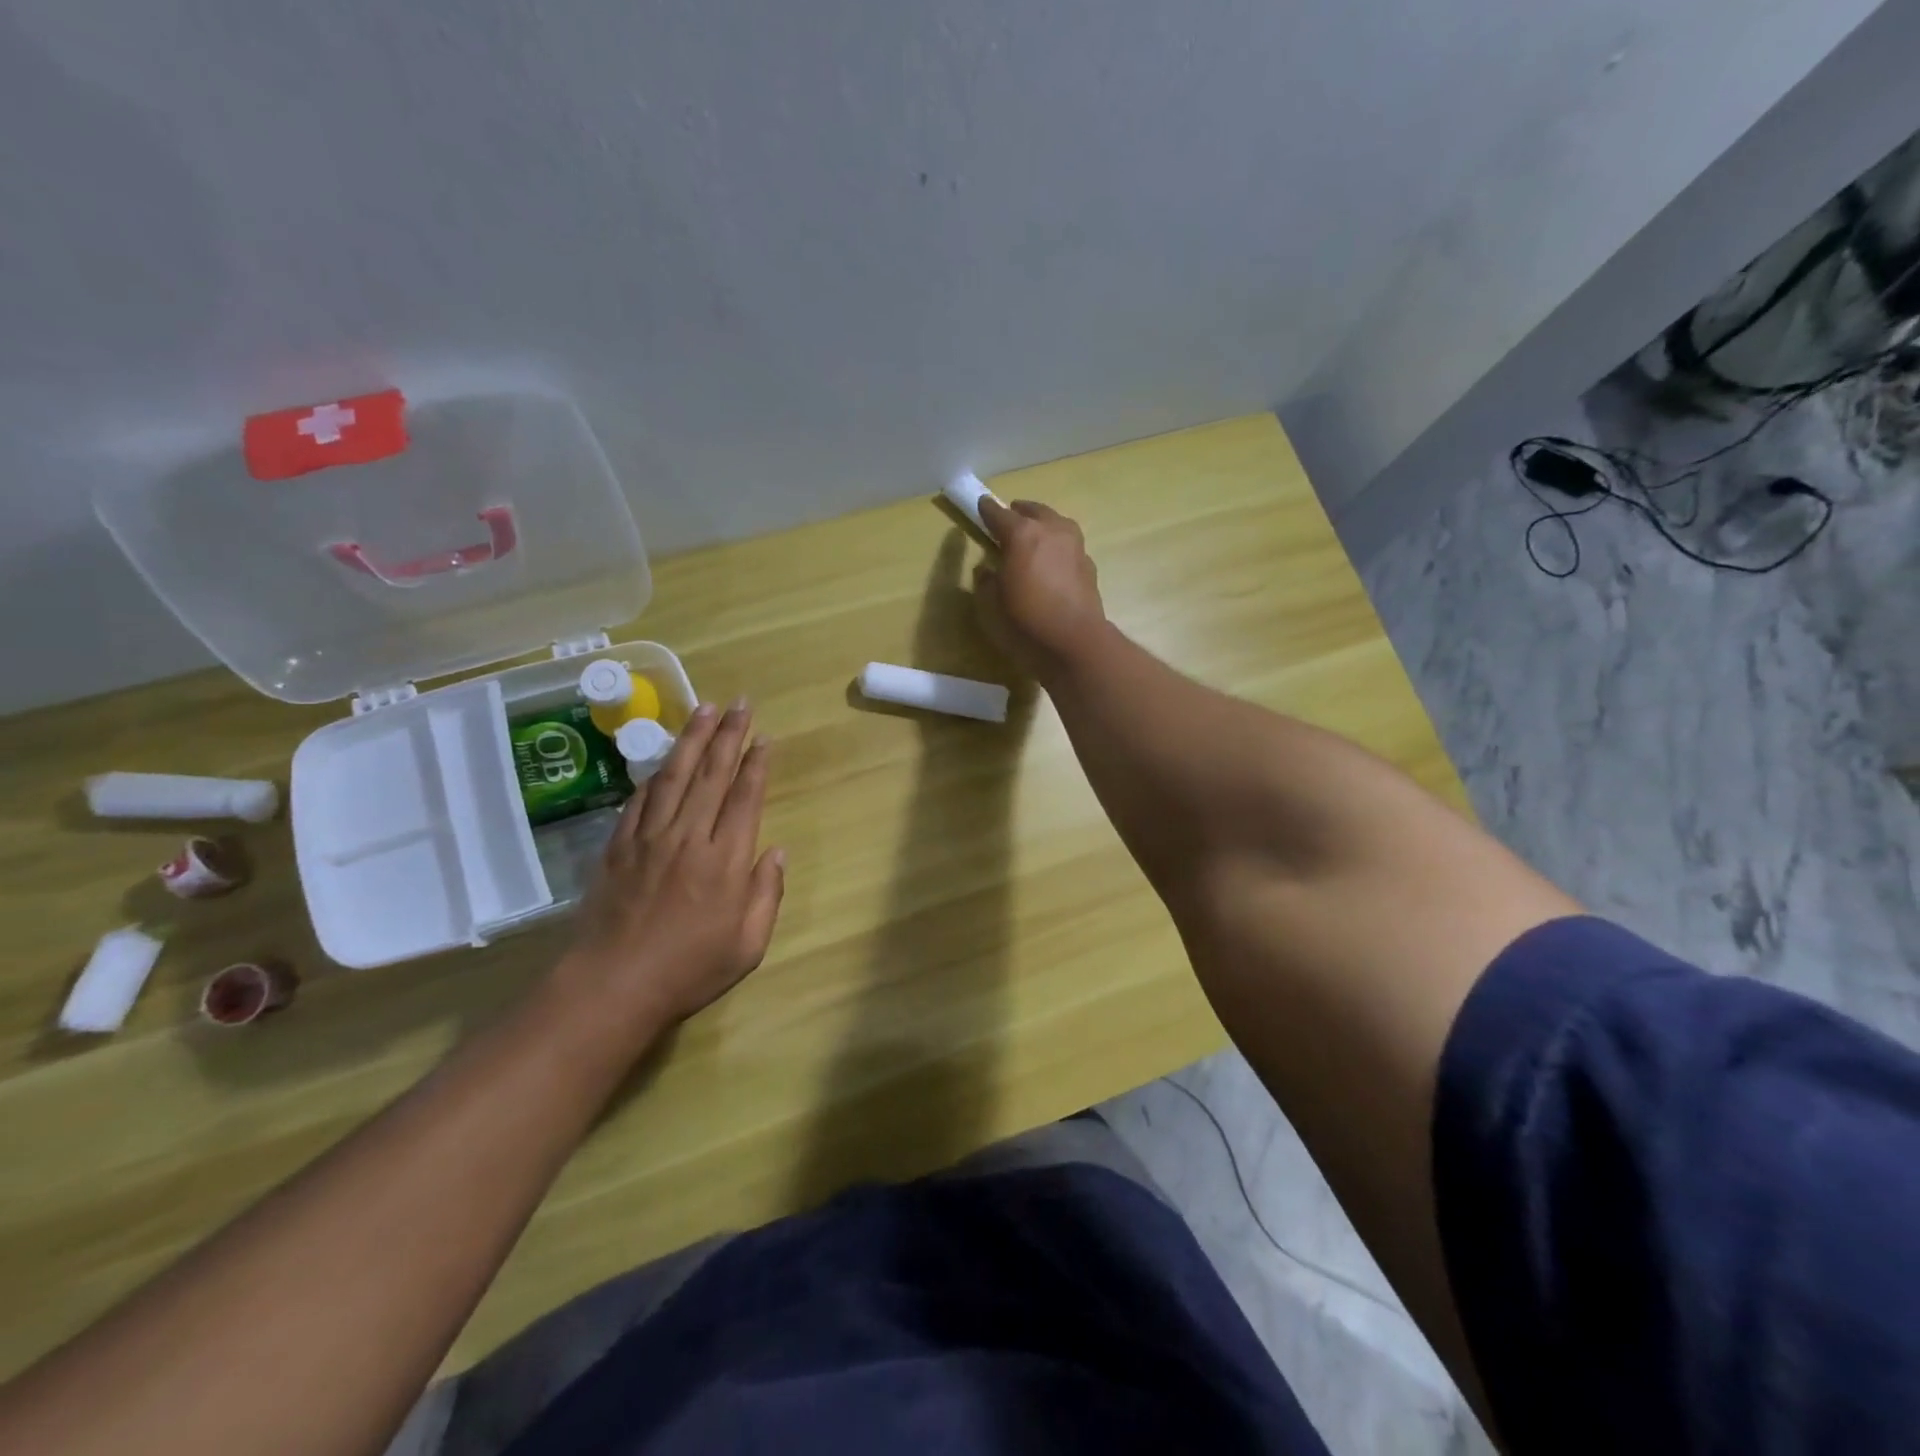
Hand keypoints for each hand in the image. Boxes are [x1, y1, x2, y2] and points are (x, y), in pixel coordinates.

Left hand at [553, 699, 785, 1046]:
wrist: (613, 986)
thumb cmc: (689, 970)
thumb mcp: (748, 945)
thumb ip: (767, 894)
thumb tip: (776, 851)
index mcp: (725, 860)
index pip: (744, 798)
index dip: (755, 764)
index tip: (763, 737)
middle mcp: (688, 837)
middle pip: (712, 775)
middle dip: (728, 735)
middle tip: (739, 703)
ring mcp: (649, 839)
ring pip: (674, 776)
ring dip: (691, 739)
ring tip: (703, 709)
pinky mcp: (619, 847)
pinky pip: (640, 800)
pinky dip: (654, 775)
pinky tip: (663, 759)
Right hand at [974, 497, 1107, 678]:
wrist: (1074, 640)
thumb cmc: (1026, 620)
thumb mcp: (992, 604)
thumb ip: (986, 581)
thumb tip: (987, 569)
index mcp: (1022, 534)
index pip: (999, 514)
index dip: (987, 510)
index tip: (981, 506)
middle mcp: (1051, 530)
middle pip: (1033, 511)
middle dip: (1019, 512)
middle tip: (1009, 518)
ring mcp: (1074, 545)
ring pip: (1056, 523)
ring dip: (1043, 525)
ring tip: (1033, 537)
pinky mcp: (1088, 563)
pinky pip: (1068, 545)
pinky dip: (1057, 547)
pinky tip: (1051, 561)